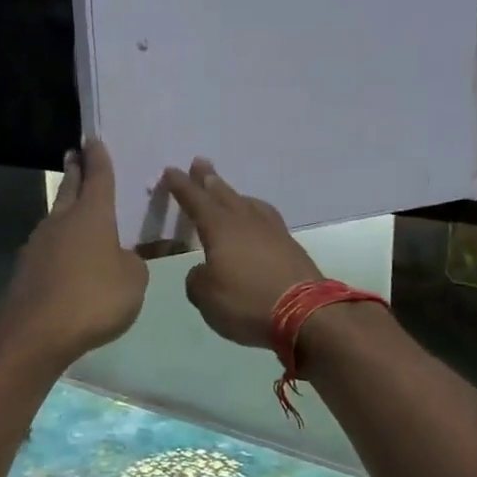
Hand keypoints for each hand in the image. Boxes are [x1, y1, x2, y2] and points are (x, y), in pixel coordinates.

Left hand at [0, 139, 148, 365]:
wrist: (36, 332)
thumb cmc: (94, 297)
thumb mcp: (133, 280)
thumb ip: (134, 263)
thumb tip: (122, 258)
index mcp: (92, 215)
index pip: (98, 177)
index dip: (98, 158)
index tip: (93, 140)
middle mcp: (62, 221)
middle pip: (69, 189)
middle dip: (74, 172)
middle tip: (74, 156)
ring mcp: (39, 245)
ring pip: (56, 218)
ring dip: (65, 208)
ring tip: (75, 207)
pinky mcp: (26, 270)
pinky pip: (49, 247)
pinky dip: (59, 243)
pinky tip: (66, 255)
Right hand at [161, 158, 321, 348]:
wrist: (305, 313)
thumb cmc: (247, 302)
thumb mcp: (207, 297)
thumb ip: (197, 280)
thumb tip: (204, 271)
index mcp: (219, 228)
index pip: (195, 200)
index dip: (181, 186)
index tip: (171, 170)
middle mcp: (245, 221)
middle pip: (224, 193)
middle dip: (209, 179)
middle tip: (200, 163)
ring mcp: (272, 231)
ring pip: (247, 203)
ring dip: (234, 195)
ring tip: (227, 192)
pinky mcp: (290, 246)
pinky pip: (266, 218)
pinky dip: (255, 212)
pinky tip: (256, 219)